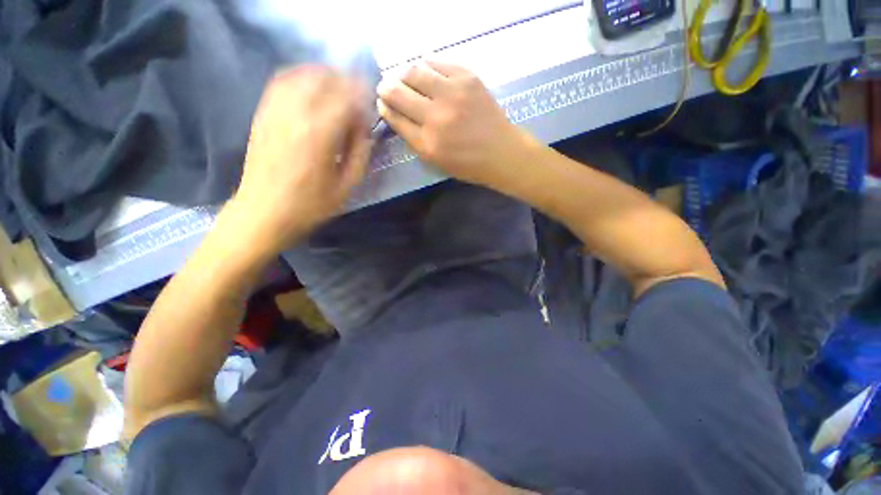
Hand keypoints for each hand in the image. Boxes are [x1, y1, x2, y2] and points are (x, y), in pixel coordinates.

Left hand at [230, 66, 371, 255]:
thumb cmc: (310, 205)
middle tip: (358, 98)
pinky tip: (310, 88)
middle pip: (325, 79)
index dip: (363, 100)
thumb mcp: (346, 187)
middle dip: (347, 83)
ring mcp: (275, 111)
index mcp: (321, 135)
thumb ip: (360, 156)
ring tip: (337, 89)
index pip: (348, 99)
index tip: (370, 112)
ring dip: (325, 76)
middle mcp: (297, 114)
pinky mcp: (262, 114)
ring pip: (303, 75)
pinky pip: (281, 83)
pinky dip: (300, 77)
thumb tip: (365, 133)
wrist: (263, 213)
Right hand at [377, 60, 534, 186]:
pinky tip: (426, 72)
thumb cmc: (468, 164)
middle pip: (398, 92)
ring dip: (403, 74)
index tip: (382, 102)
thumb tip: (396, 114)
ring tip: (405, 79)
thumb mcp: (436, 161)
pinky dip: (425, 66)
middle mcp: (436, 117)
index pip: (395, 118)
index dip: (385, 107)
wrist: (501, 153)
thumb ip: (415, 139)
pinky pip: (436, 62)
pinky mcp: (467, 78)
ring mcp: (452, 94)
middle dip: (386, 88)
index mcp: (428, 144)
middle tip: (387, 87)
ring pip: (414, 71)